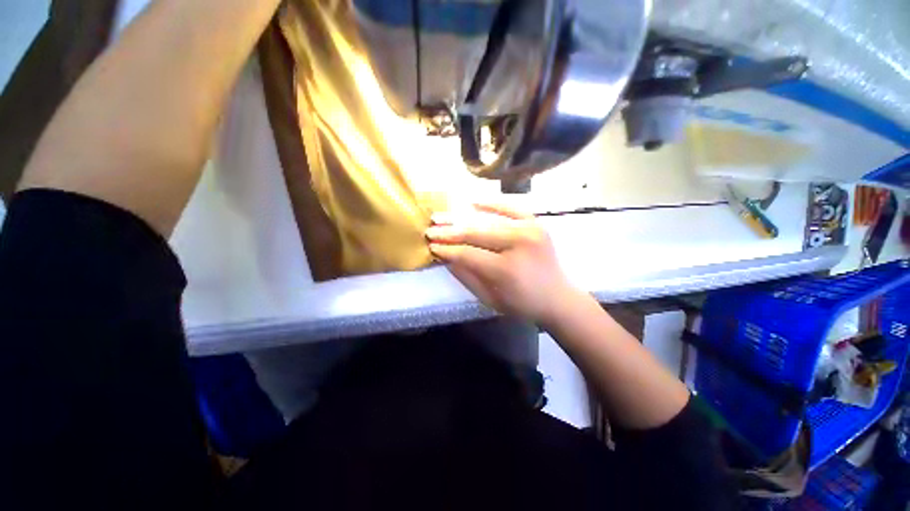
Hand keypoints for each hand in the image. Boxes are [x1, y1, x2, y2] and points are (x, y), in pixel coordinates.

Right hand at [425, 203, 579, 322]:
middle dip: (449, 232)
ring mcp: (530, 230)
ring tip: (441, 216)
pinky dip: (491, 203)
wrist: (558, 298)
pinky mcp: (537, 223)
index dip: (447, 249)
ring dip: (461, 217)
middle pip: (475, 233)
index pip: (467, 254)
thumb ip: (465, 276)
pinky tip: (473, 202)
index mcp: (507, 269)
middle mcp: (519, 244)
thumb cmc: (522, 304)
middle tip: (430, 230)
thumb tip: (445, 256)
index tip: (431, 246)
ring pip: (488, 220)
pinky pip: (511, 208)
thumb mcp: (489, 298)